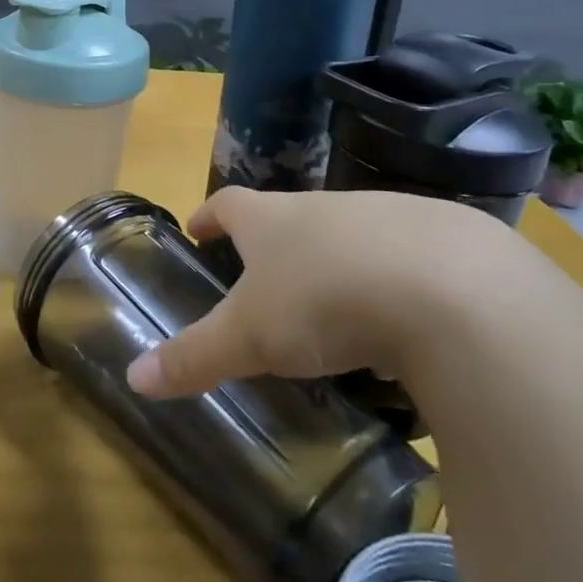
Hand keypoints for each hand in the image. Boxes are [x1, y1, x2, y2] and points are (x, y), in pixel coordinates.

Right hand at [127, 185, 535, 397]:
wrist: (450, 289)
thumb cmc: (323, 301)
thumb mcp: (250, 337)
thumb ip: (194, 356)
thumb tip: (133, 377)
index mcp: (273, 220)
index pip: (229, 204)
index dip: (210, 214)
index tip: (198, 226)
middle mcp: (325, 207)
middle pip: (288, 215)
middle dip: (273, 242)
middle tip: (263, 275)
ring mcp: (386, 217)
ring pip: (348, 234)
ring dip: (334, 260)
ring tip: (332, 303)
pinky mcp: (444, 242)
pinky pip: (406, 258)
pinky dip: (392, 281)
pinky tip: (401, 319)